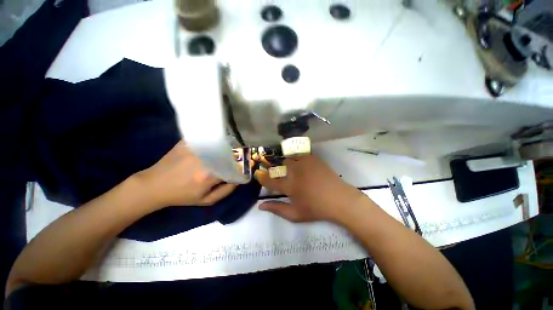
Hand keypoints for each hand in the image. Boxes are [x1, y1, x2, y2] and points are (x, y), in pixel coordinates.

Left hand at [135, 141, 236, 209]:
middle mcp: (204, 160)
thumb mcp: (205, 200)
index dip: (241, 165)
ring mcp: (194, 149)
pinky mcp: (186, 143)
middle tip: (241, 154)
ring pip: (219, 144)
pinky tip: (216, 139)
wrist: (154, 186)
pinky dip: (214, 138)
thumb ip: (226, 191)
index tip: (245, 165)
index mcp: (209, 176)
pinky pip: (205, 138)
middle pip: (228, 152)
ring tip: (231, 146)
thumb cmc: (181, 196)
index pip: (234, 167)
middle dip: (237, 153)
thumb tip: (239, 180)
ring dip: (227, 145)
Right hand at [254, 155, 364, 222]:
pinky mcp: (314, 159)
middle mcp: (295, 172)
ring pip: (291, 157)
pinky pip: (303, 154)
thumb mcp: (295, 214)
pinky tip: (305, 165)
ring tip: (297, 170)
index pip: (270, 181)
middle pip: (282, 165)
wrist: (339, 200)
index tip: (258, 174)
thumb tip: (260, 206)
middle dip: (282, 170)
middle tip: (288, 176)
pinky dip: (300, 158)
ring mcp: (305, 164)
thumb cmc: (316, 209)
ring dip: (291, 163)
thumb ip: (277, 209)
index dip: (263, 178)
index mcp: (289, 186)